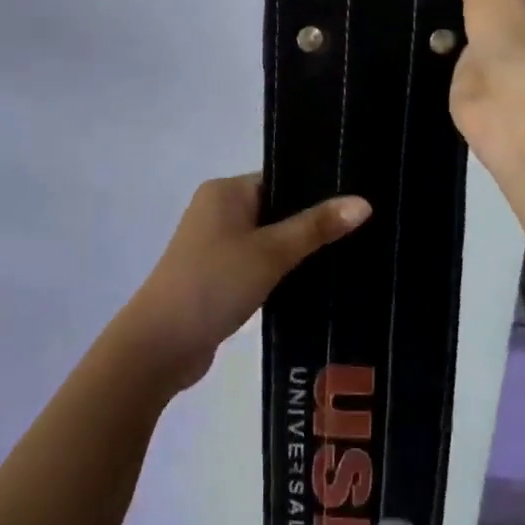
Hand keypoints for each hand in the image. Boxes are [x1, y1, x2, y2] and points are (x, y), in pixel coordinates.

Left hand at [121, 175, 370, 392]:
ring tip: (349, 256)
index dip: (318, 190)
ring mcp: (216, 245)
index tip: (359, 202)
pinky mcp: (218, 276)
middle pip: (278, 208)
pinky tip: (315, 282)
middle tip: (363, 231)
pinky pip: (259, 263)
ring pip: (270, 239)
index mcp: (226, 191)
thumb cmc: (214, 284)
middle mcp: (219, 210)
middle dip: (313, 223)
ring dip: (298, 250)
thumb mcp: (271, 252)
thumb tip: (363, 202)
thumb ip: (316, 227)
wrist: (160, 345)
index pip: (282, 178)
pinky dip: (282, 271)